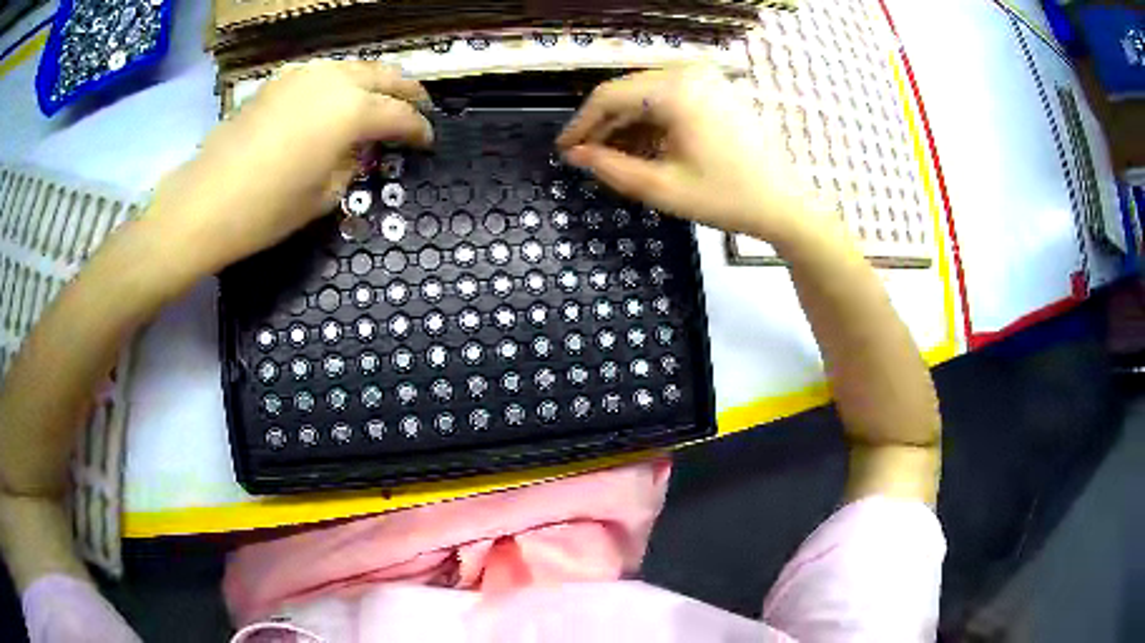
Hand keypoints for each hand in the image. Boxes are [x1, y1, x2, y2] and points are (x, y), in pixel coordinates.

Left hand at [144, 61, 432, 278]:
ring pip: (354, 68)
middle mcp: (334, 81)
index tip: (428, 141)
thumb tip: (358, 149)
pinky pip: (324, 74)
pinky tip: (338, 101)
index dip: (418, 129)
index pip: (399, 115)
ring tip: (382, 100)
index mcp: (351, 111)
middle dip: (407, 91)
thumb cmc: (266, 210)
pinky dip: (342, 84)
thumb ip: (351, 165)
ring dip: (375, 82)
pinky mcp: (278, 82)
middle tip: (419, 107)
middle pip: (384, 76)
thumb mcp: (323, 196)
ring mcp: (304, 75)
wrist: (204, 202)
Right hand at [557, 65, 816, 240]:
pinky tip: (643, 147)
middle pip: (628, 92)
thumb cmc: (726, 198)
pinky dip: (652, 121)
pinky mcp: (717, 90)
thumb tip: (576, 155)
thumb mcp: (661, 188)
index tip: (564, 149)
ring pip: (648, 95)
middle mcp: (689, 72)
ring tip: (612, 158)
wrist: (785, 205)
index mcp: (675, 90)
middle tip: (585, 157)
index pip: (609, 96)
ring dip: (626, 124)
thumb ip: (611, 168)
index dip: (580, 124)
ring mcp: (707, 78)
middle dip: (604, 125)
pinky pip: (671, 99)